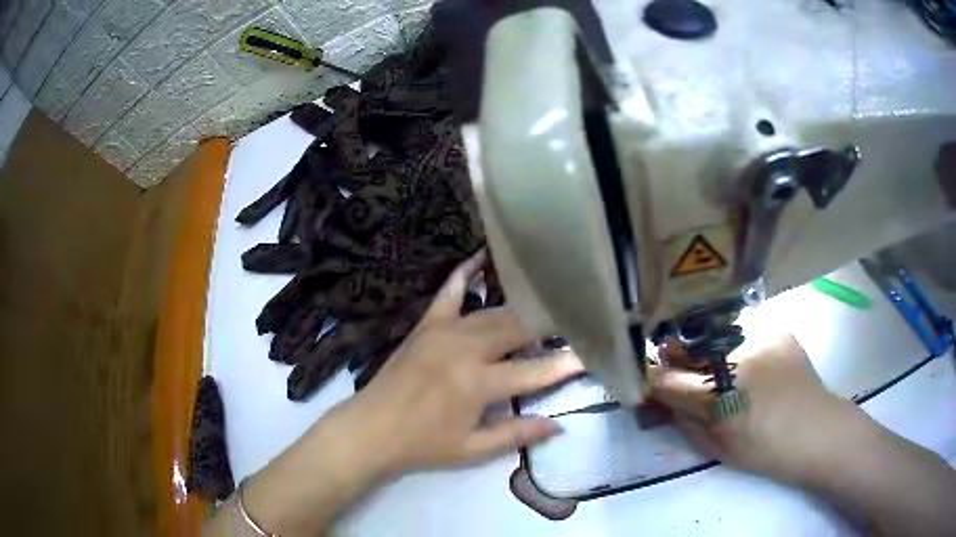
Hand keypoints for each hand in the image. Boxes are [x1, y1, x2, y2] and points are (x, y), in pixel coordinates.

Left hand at [229, 252, 581, 535]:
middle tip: (567, 326)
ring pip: (493, 311)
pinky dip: (466, 273)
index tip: (588, 356)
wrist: (371, 429)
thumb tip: (557, 426)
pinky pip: (450, 291)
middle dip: (545, 327)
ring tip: (540, 311)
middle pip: (517, 329)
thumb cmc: (423, 444)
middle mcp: (465, 348)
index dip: (563, 365)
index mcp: (478, 383)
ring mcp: (444, 331)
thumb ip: (516, 434)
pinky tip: (482, 257)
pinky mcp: (426, 324)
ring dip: (519, 311)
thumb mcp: (472, 450)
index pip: (533, 371)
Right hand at [650, 333, 863, 486]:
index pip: (662, 378)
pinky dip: (742, 349)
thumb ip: (684, 422)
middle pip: (683, 346)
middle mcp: (732, 356)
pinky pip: (746, 334)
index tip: (649, 386)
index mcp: (715, 393)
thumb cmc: (764, 451)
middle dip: (676, 360)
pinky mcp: (776, 329)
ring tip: (727, 370)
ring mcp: (757, 336)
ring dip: (710, 352)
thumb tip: (663, 401)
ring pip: (714, 336)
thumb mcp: (716, 448)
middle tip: (685, 375)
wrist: (816, 432)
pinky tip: (757, 367)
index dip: (651, 381)